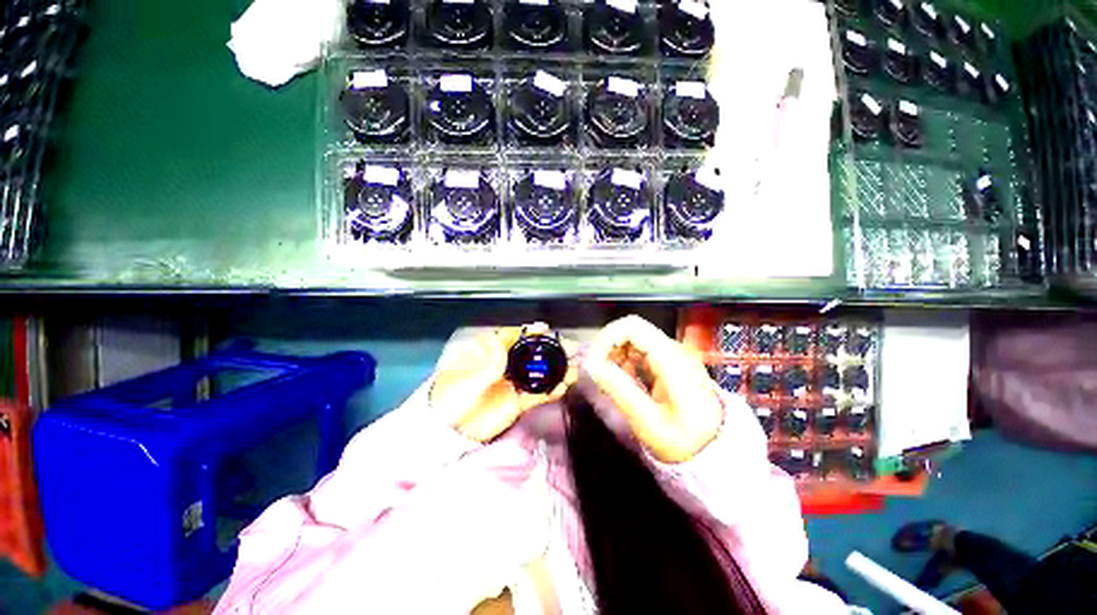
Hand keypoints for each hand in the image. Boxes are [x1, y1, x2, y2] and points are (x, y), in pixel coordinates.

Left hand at [431, 324, 575, 442]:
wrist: (449, 434)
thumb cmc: (451, 402)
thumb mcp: (465, 382)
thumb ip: (485, 366)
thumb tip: (498, 342)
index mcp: (488, 355)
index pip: (510, 338)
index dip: (527, 332)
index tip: (544, 328)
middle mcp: (503, 367)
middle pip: (529, 354)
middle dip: (549, 349)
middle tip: (569, 346)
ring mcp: (512, 384)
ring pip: (537, 373)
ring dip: (555, 370)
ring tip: (574, 367)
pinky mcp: (517, 403)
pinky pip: (537, 394)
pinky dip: (550, 390)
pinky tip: (563, 387)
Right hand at [583, 316, 722, 462]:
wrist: (718, 450)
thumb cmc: (684, 441)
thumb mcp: (648, 422)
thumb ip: (619, 390)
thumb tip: (590, 365)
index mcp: (671, 359)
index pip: (631, 327)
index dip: (607, 338)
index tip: (594, 362)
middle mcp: (673, 348)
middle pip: (631, 330)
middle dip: (608, 347)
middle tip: (599, 373)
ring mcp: (673, 353)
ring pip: (634, 338)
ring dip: (615, 354)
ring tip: (611, 379)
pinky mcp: (670, 361)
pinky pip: (640, 350)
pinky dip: (625, 360)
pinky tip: (625, 379)